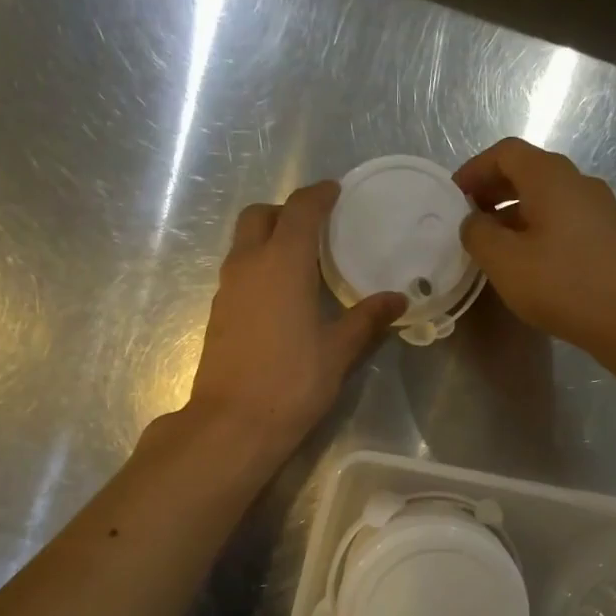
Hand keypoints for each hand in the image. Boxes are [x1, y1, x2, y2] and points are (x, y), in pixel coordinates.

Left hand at [183, 182, 405, 466]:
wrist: (233, 423)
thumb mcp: (338, 351)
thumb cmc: (292, 382)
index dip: (318, 196)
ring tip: (302, 259)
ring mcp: (227, 289)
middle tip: (315, 226)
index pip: (300, 210)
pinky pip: (239, 270)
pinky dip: (259, 265)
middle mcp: (248, 265)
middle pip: (259, 216)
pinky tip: (282, 293)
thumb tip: (397, 299)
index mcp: (282, 263)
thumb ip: (367, 319)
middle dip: (286, 211)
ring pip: (243, 243)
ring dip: (269, 238)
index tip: (335, 191)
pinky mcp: (218, 313)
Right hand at [455, 138, 615, 358]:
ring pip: (547, 200)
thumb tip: (473, 221)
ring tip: (493, 247)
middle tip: (469, 220)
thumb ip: (478, 234)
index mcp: (550, 177)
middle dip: (493, 192)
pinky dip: (537, 231)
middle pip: (528, 172)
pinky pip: (564, 221)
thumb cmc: (563, 283)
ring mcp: (599, 210)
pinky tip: (528, 265)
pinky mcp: (609, 238)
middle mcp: (578, 183)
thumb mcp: (504, 261)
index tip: (453, 197)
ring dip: (514, 215)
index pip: (506, 152)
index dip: (475, 169)